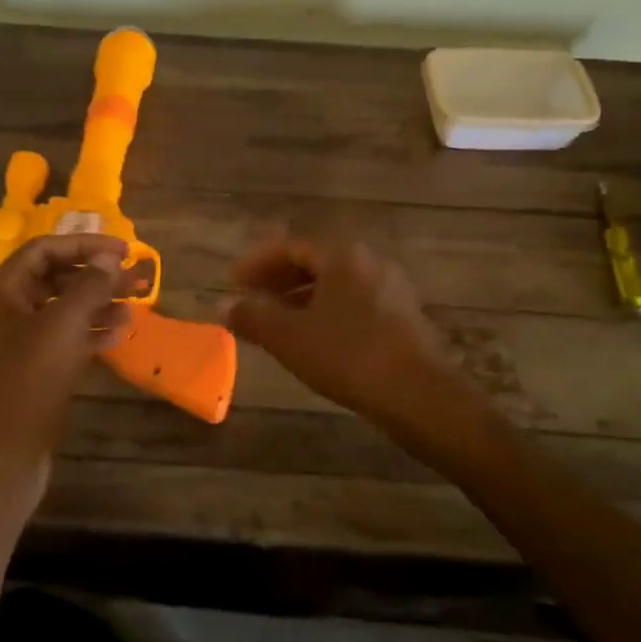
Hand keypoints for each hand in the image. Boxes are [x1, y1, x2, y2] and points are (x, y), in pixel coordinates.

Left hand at [0, 234, 137, 524]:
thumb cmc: (27, 383)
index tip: (125, 251)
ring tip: (136, 306)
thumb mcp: (61, 327)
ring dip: (98, 305)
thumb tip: (109, 258)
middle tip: (138, 280)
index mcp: (1, 291)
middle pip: (55, 279)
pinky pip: (63, 341)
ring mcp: (16, 343)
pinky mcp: (30, 371)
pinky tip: (120, 336)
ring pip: (62, 311)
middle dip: (97, 277)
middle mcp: (5, 311)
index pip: (44, 250)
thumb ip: (88, 287)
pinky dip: (90, 334)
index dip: (85, 245)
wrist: (0, 456)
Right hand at [225, 236, 473, 429]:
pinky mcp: (403, 316)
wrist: (417, 393)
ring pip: (336, 286)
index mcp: (343, 256)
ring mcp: (391, 289)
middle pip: (316, 264)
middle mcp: (370, 262)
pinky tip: (314, 339)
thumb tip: (224, 305)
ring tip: (277, 323)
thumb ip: (253, 317)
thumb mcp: (289, 337)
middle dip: (280, 281)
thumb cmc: (347, 355)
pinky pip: (354, 304)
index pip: (292, 248)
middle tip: (252, 300)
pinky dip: (326, 313)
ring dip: (302, 300)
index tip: (234, 281)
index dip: (258, 264)